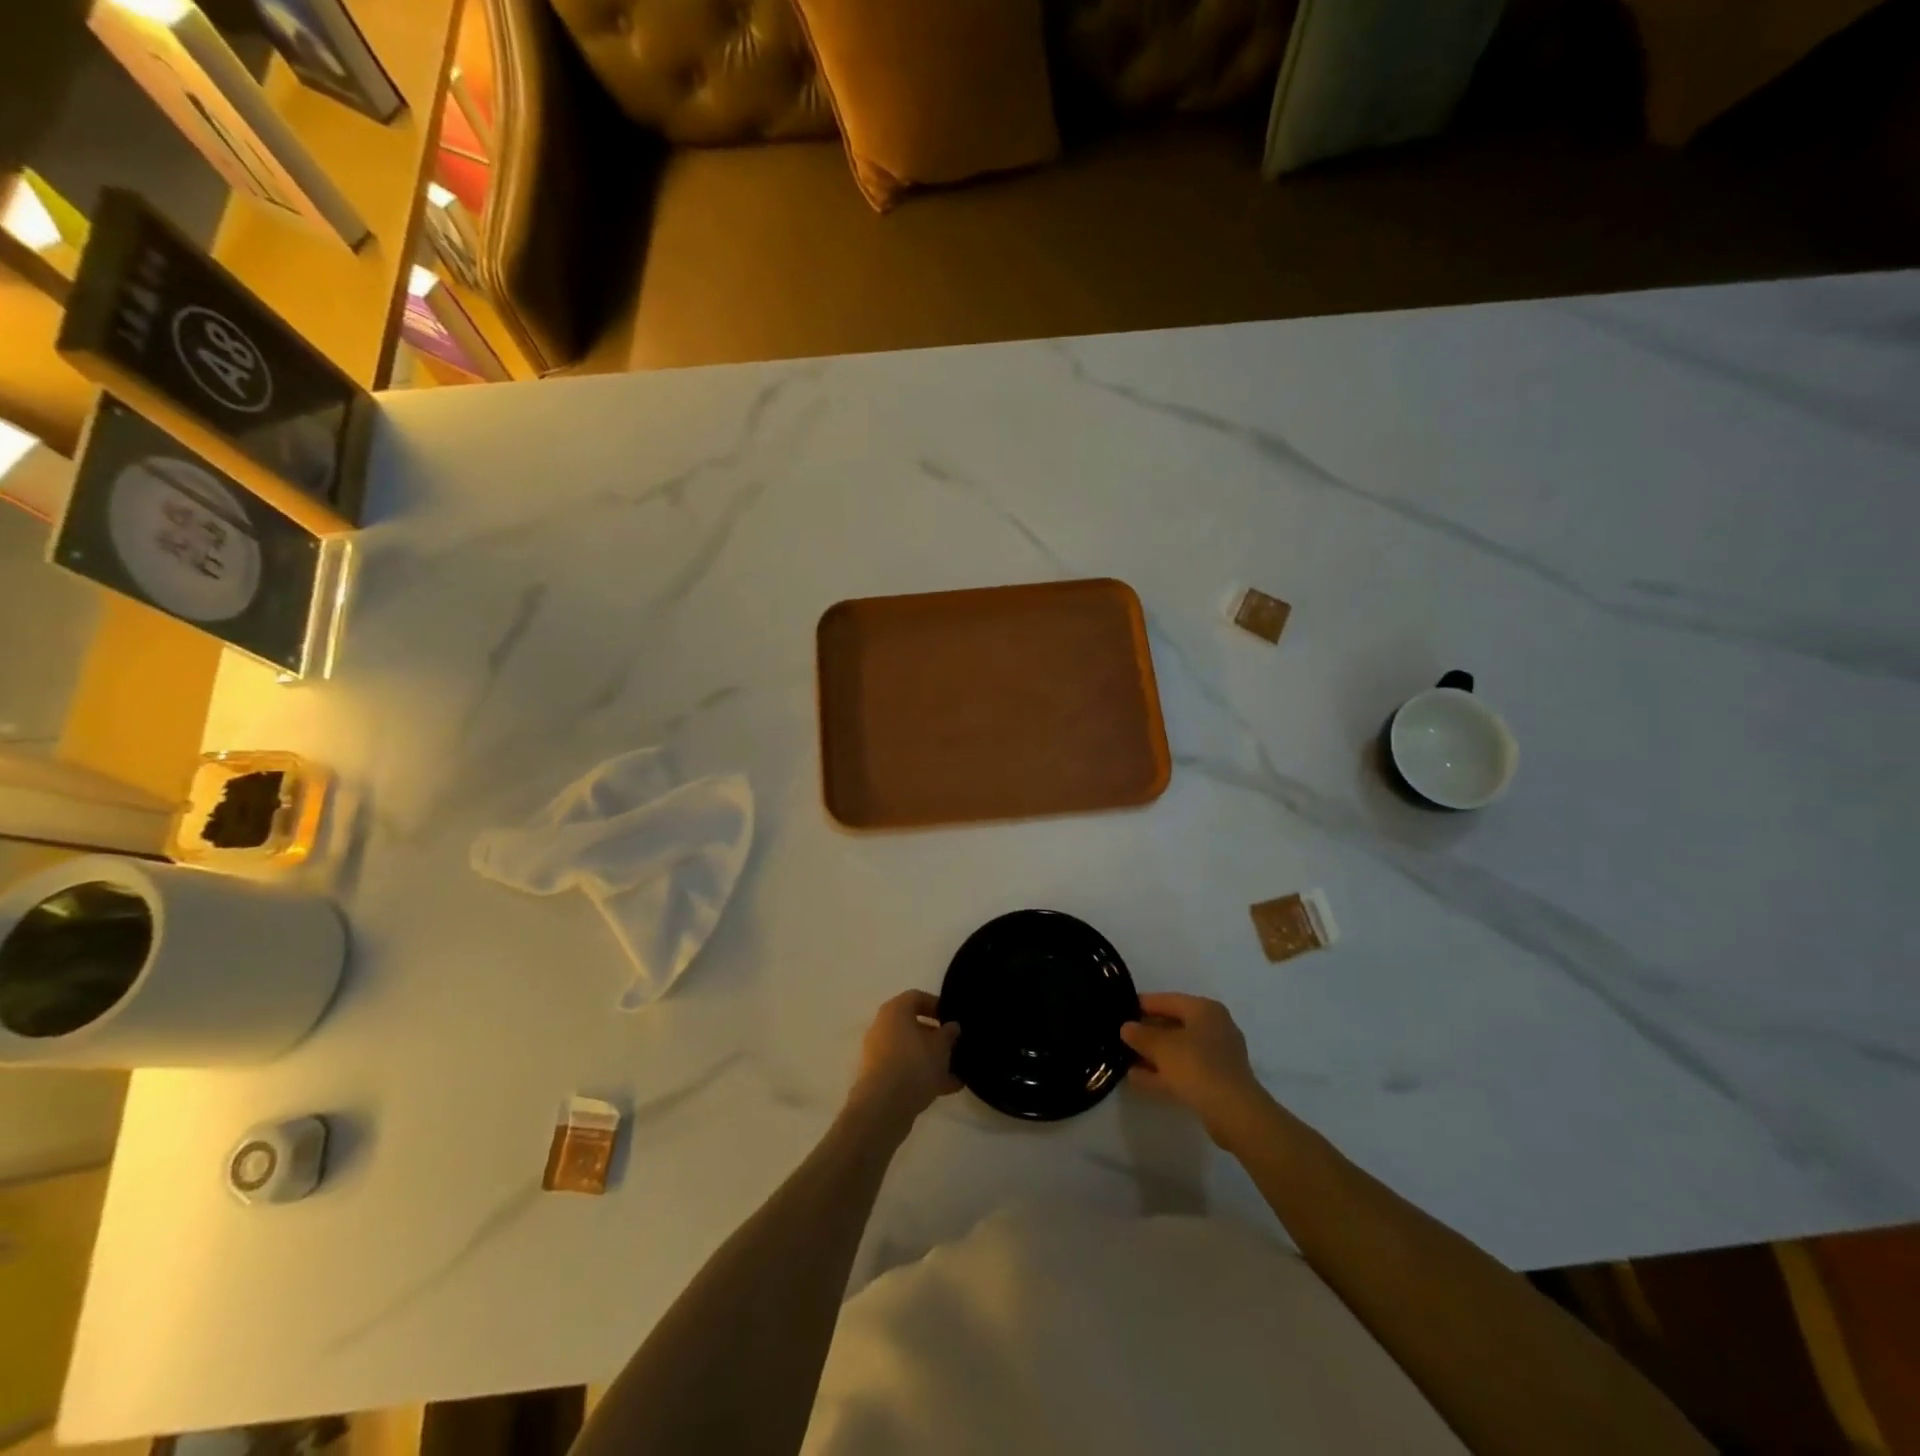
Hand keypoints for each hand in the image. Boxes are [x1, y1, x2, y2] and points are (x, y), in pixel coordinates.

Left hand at [848, 990, 960, 1125]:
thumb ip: (949, 1033)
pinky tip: (948, 1088)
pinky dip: (923, 1076)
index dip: (937, 1005)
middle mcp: (882, 1027)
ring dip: (932, 1059)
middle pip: (913, 1025)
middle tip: (955, 1046)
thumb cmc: (914, 1064)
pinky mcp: (879, 1077)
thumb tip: (952, 1026)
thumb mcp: (940, 1046)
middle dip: (936, 1036)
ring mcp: (879, 1053)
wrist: (883, 1107)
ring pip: (910, 1050)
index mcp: (895, 1010)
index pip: (916, 997)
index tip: (952, 1019)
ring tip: (957, 1072)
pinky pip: (905, 1070)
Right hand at [1121, 993, 1270, 1141]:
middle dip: (1148, 1033)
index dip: (1142, 1004)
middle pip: (1174, 1025)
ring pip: (1178, 1051)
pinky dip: (1164, 1073)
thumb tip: (1126, 1028)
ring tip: (1124, 1059)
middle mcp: (1214, 1028)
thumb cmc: (1197, 1065)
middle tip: (1121, 1037)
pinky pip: (1184, 1071)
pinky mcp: (1217, 1082)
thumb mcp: (1161, 1046)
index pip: (1168, 1000)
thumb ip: (1141, 1035)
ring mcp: (1217, 1057)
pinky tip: (1138, 1079)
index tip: (1121, 1010)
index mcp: (1205, 1010)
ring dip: (1153, 1056)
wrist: (1234, 1112)